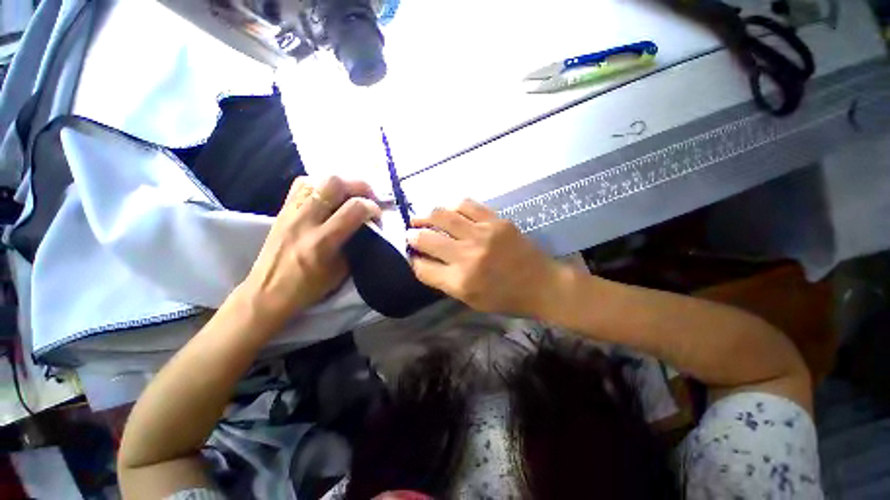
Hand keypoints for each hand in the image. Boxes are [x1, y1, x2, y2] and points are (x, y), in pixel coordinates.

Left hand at [239, 176, 380, 329]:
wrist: (267, 292)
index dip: (372, 207)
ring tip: (349, 196)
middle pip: (334, 183)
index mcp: (323, 241)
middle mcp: (305, 220)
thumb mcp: (341, 271)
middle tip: (368, 197)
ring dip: (340, 184)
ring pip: (317, 179)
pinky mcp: (282, 210)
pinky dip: (320, 185)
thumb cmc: (308, 287)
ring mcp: (290, 212)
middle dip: (358, 185)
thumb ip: (356, 245)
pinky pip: (302, 185)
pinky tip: (328, 197)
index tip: (378, 214)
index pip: (354, 209)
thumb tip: (367, 227)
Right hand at [407, 199, 567, 316]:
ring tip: (422, 218)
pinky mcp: (496, 221)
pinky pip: (466, 205)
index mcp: (460, 281)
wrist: (541, 284)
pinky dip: (452, 207)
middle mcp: (467, 256)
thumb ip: (443, 280)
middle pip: (426, 239)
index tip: (412, 255)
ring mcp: (482, 234)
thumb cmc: (505, 298)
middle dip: (412, 236)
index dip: (413, 260)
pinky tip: (449, 211)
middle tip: (411, 233)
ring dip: (426, 216)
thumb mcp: (469, 299)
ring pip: (442, 215)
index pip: (422, 267)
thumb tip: (422, 260)